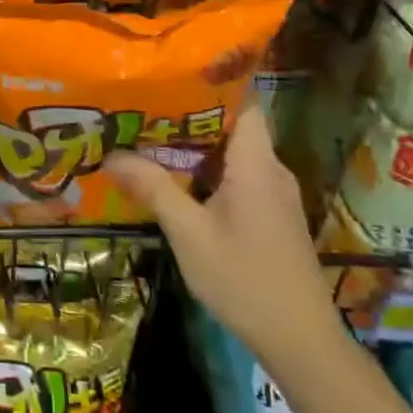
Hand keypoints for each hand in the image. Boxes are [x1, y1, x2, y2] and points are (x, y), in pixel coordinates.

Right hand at [105, 105, 338, 362]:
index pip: (243, 102)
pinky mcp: (272, 216)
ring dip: (196, 146)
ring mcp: (275, 195)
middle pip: (233, 126)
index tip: (171, 73)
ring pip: (234, 154)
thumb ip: (153, 189)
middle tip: (143, 107)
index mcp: (256, 164)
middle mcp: (271, 170)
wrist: (300, 340)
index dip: (212, 83)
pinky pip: (238, 177)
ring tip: (150, 138)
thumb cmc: (244, 279)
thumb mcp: (189, 234)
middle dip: (189, 115)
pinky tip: (176, 181)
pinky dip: (208, 171)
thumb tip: (111, 155)